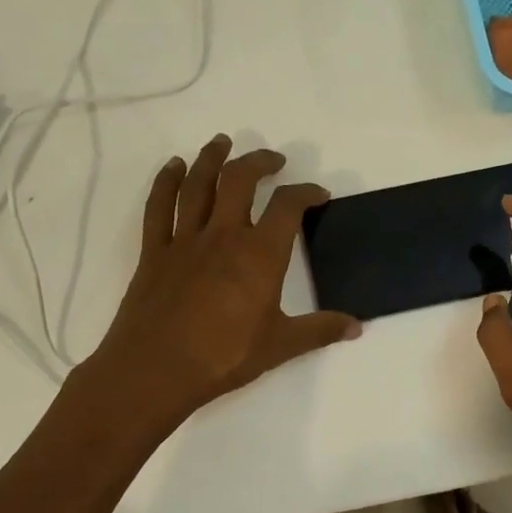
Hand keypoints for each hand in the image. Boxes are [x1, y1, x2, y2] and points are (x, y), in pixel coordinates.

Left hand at [91, 135, 359, 420]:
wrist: (154, 371)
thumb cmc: (223, 357)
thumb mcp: (280, 346)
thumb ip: (319, 330)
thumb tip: (357, 327)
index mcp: (260, 255)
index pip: (288, 207)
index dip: (306, 192)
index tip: (317, 194)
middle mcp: (224, 236)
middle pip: (240, 180)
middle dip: (259, 162)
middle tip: (273, 159)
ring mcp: (185, 240)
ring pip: (197, 184)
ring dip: (211, 158)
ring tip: (222, 142)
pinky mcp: (155, 252)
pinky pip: (159, 207)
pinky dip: (165, 182)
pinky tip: (173, 167)